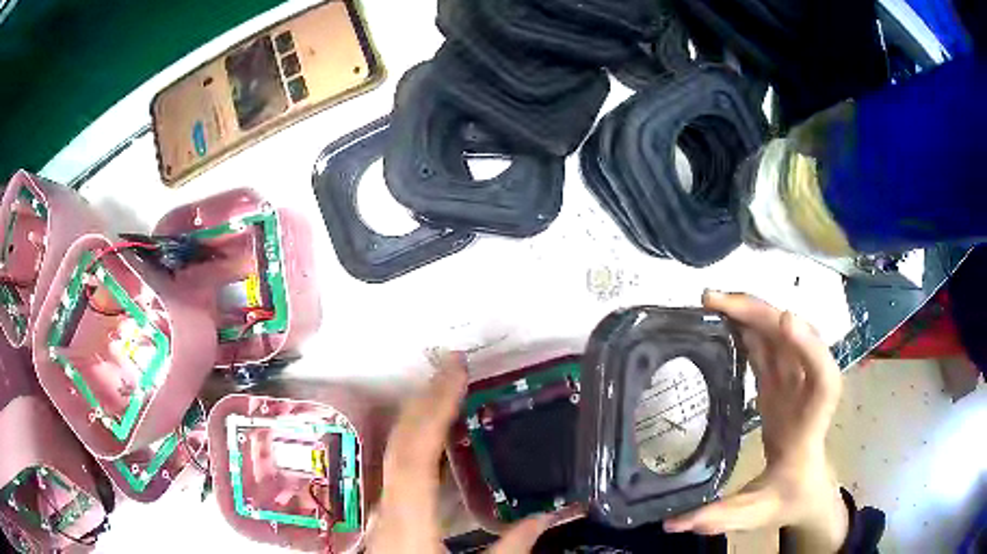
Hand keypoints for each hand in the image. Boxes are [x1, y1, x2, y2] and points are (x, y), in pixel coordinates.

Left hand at [366, 351, 553, 553]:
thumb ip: (512, 548)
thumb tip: (549, 518)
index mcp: (409, 519)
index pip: (417, 452)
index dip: (435, 407)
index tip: (456, 371)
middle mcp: (389, 506)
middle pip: (400, 443)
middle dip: (425, 399)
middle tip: (451, 366)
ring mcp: (383, 510)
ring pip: (395, 452)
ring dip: (420, 417)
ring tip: (444, 390)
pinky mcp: (387, 516)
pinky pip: (400, 468)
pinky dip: (418, 443)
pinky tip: (434, 439)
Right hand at [664, 292, 848, 551]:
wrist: (807, 486)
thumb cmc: (791, 497)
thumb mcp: (758, 513)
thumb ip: (723, 517)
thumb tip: (673, 522)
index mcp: (808, 425)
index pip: (823, 380)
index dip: (809, 347)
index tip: (784, 322)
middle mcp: (805, 392)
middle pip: (795, 342)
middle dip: (761, 315)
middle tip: (717, 302)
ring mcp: (793, 383)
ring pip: (780, 335)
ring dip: (751, 312)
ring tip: (713, 301)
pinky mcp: (780, 381)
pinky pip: (767, 345)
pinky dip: (748, 327)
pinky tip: (725, 318)